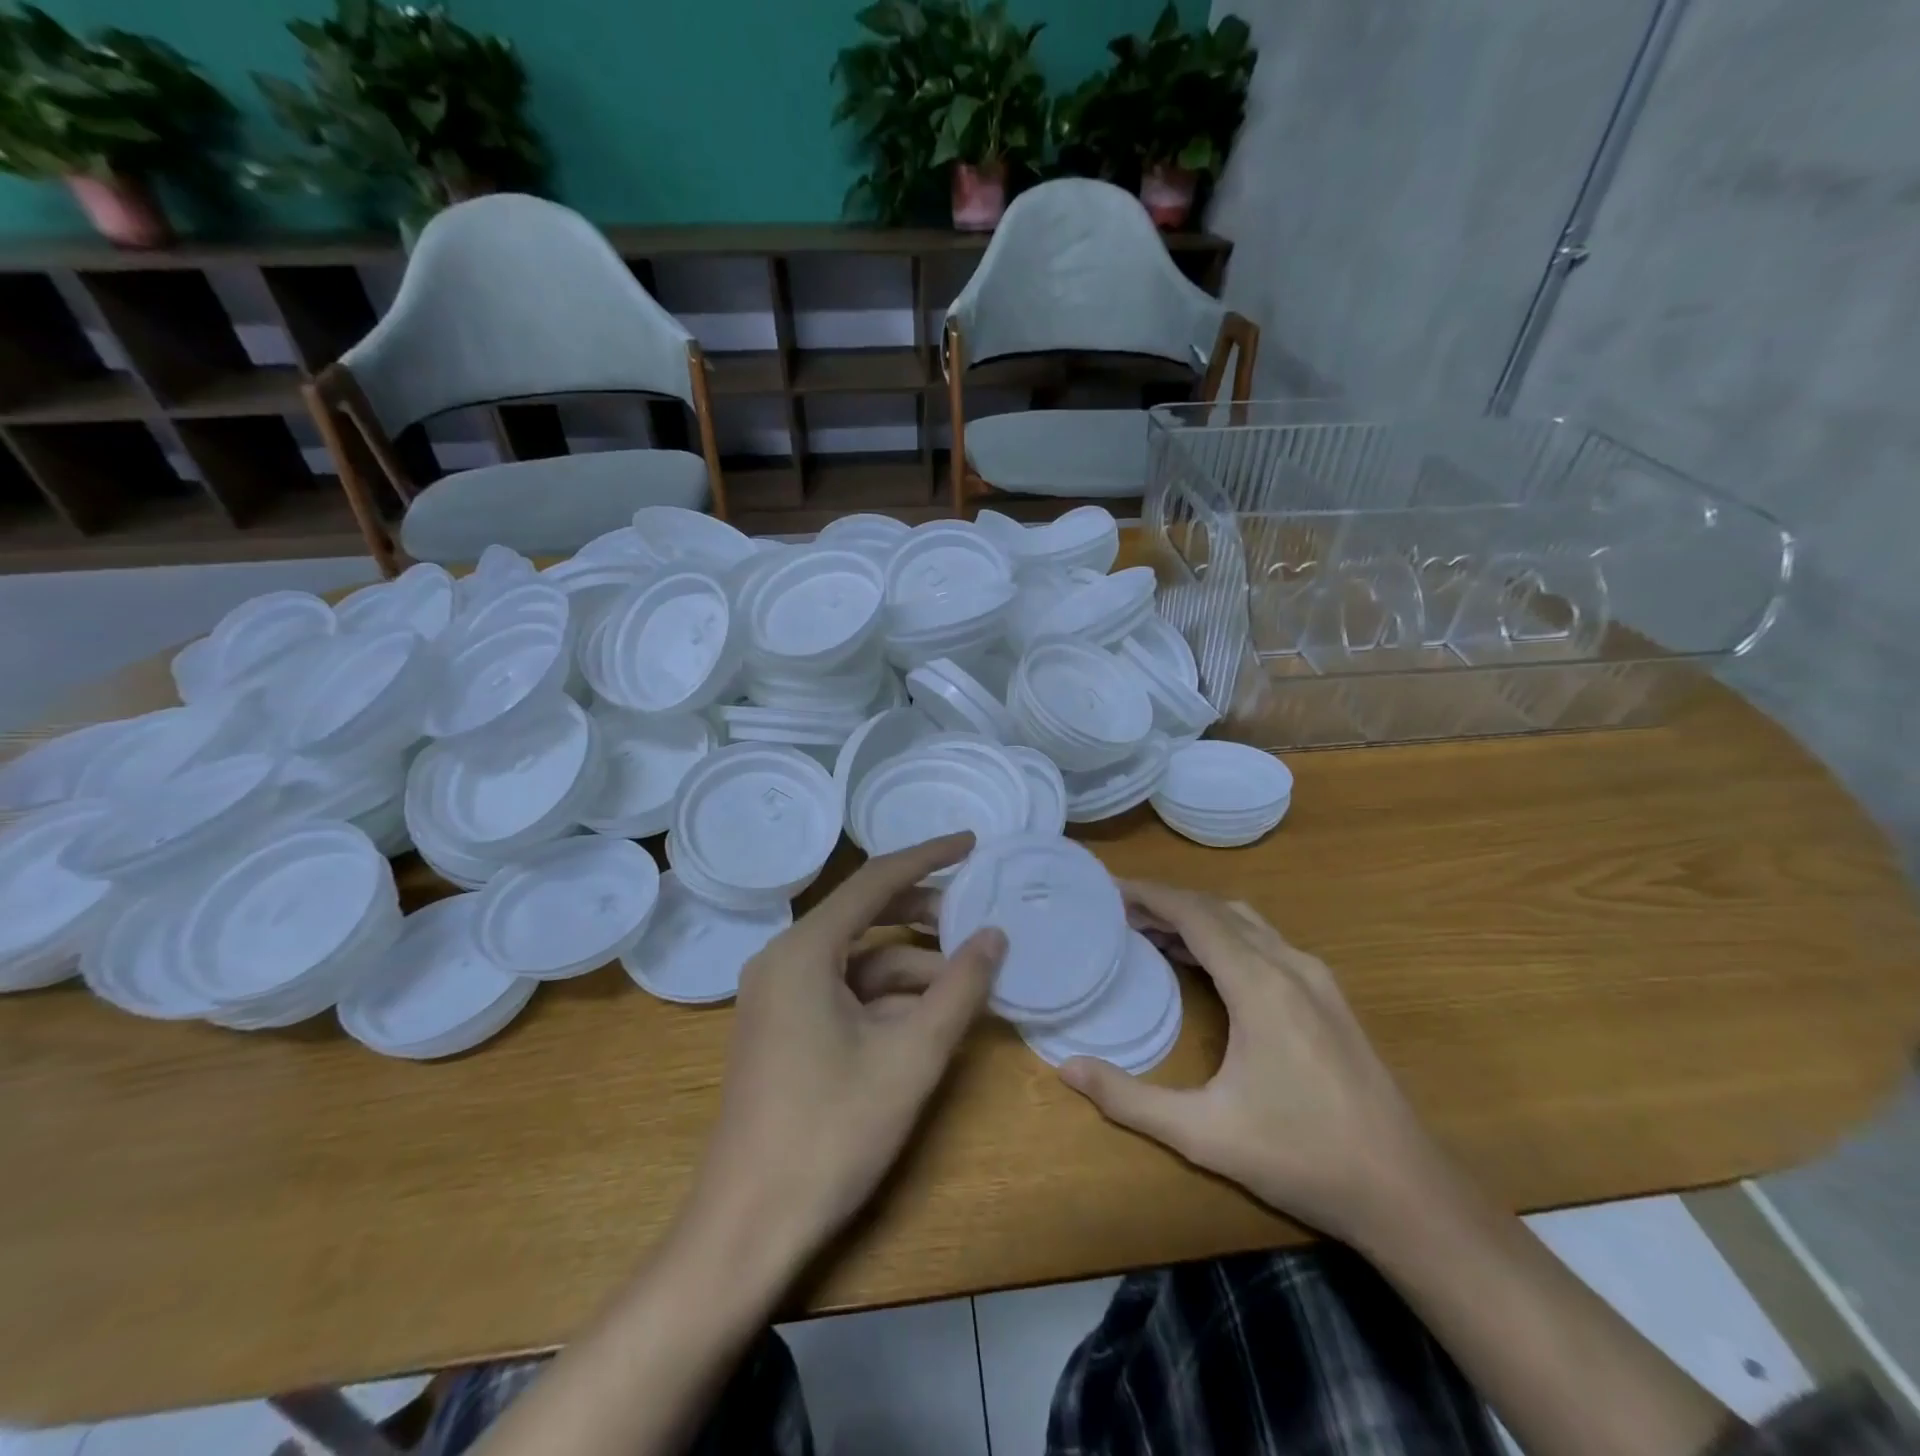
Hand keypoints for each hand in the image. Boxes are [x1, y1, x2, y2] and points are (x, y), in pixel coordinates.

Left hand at [687, 833, 1005, 1270]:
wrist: (747, 1227)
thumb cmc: (831, 1133)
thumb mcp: (911, 1056)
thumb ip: (959, 989)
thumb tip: (994, 936)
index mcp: (804, 951)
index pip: (875, 880)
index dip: (928, 857)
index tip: (973, 843)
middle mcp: (784, 960)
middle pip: (865, 915)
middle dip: (924, 915)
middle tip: (978, 916)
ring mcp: (779, 997)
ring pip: (859, 960)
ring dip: (913, 966)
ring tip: (969, 978)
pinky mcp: (784, 1029)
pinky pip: (844, 992)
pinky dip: (888, 997)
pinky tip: (931, 1016)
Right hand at [1060, 882, 1441, 1243]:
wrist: (1406, 1192)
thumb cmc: (1301, 1157)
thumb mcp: (1204, 1133)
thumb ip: (1130, 1100)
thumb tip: (1067, 1068)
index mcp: (1260, 984)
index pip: (1195, 914)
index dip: (1150, 894)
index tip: (1109, 887)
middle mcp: (1290, 965)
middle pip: (1219, 910)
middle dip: (1167, 903)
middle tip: (1119, 911)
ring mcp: (1316, 979)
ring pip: (1247, 923)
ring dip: (1198, 918)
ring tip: (1152, 932)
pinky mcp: (1329, 998)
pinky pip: (1267, 943)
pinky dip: (1226, 937)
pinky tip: (1206, 965)